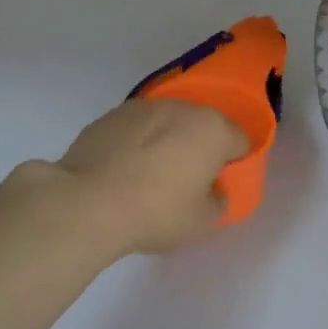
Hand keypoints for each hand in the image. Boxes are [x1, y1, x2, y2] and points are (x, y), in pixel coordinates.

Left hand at [51, 98, 248, 256]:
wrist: (88, 203)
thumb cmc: (156, 212)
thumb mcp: (202, 221)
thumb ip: (218, 201)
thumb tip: (213, 190)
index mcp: (212, 129)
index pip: (239, 141)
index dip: (234, 163)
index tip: (220, 184)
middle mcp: (181, 108)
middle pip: (202, 125)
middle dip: (200, 147)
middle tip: (187, 181)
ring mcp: (143, 107)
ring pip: (167, 122)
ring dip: (167, 141)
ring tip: (150, 175)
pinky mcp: (111, 115)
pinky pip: (136, 127)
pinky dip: (136, 142)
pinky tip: (122, 170)